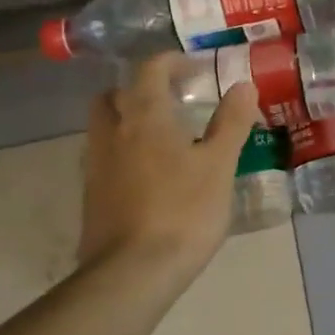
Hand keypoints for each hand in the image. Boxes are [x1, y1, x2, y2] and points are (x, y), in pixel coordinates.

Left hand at [78, 55, 258, 275]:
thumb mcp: (220, 165)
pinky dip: (125, 152)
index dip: (171, 62)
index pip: (149, 70)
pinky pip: (105, 158)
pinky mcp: (92, 196)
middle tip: (171, 100)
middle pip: (115, 95)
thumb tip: (242, 85)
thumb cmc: (183, 211)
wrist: (133, 272)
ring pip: (105, 127)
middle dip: (139, 89)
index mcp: (144, 117)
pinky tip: (151, 175)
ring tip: (164, 138)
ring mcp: (96, 166)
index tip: (194, 68)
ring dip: (129, 121)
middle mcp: (112, 133)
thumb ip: (231, 122)